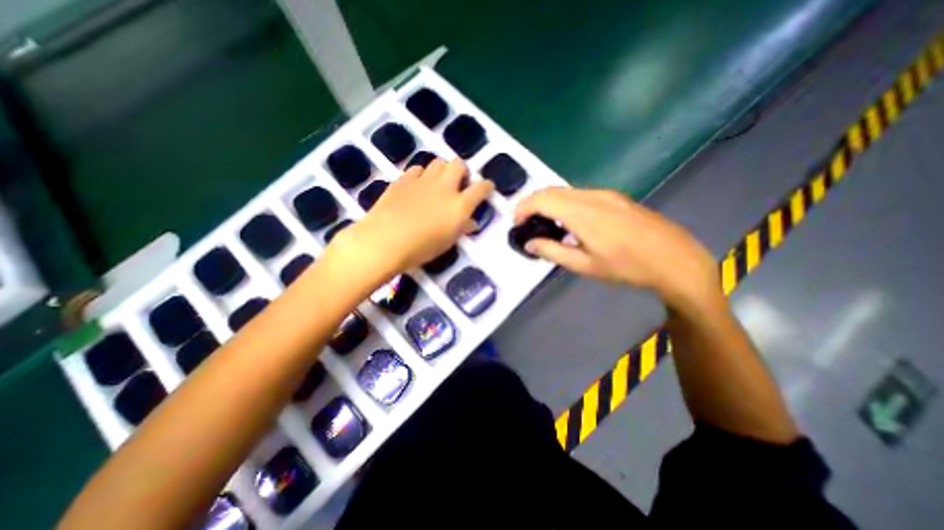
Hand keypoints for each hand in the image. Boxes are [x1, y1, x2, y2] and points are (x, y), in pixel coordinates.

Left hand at [330, 157, 495, 278]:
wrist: (385, 242)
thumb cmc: (421, 249)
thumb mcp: (447, 242)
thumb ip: (462, 228)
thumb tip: (470, 222)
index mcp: (459, 205)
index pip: (481, 188)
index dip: (486, 186)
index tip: (486, 188)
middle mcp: (444, 187)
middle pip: (459, 164)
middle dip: (462, 171)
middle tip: (458, 183)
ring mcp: (422, 181)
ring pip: (438, 162)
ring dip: (442, 170)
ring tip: (438, 183)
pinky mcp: (403, 180)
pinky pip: (417, 169)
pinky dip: (421, 175)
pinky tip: (417, 186)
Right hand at [514, 187, 720, 307]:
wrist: (675, 260)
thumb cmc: (628, 268)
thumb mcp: (585, 266)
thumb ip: (552, 252)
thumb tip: (529, 243)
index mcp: (583, 214)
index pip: (542, 199)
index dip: (523, 208)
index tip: (516, 224)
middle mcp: (592, 196)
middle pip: (551, 190)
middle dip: (532, 203)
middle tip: (525, 223)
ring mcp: (606, 194)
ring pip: (565, 190)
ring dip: (548, 202)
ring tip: (543, 223)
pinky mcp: (615, 197)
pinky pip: (580, 194)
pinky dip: (564, 203)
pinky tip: (568, 221)